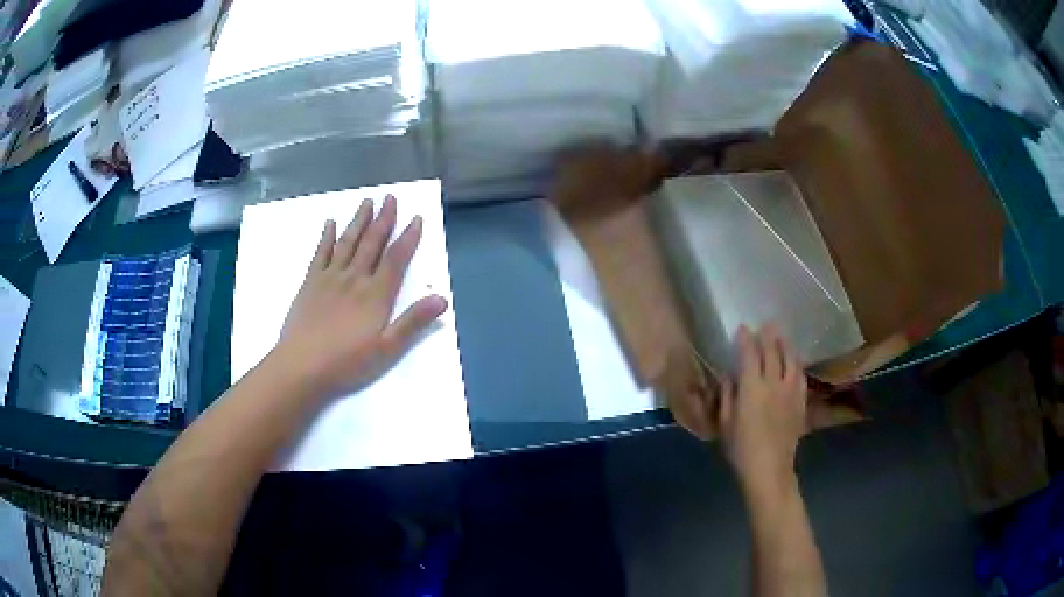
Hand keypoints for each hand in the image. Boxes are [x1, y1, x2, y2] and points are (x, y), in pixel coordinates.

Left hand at [269, 194, 447, 398]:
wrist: (301, 367)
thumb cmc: (346, 363)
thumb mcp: (386, 349)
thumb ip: (412, 322)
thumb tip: (442, 298)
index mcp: (375, 295)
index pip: (396, 259)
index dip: (408, 238)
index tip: (416, 218)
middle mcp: (354, 279)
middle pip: (371, 243)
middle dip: (383, 219)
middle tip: (390, 197)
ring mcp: (329, 278)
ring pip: (347, 242)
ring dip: (358, 221)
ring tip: (367, 202)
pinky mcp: (310, 283)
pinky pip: (320, 253)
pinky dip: (326, 237)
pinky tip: (330, 223)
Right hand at [719, 325, 806, 495]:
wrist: (769, 468)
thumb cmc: (741, 448)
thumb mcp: (725, 423)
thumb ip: (727, 396)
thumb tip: (729, 376)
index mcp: (751, 388)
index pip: (749, 355)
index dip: (746, 339)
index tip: (742, 329)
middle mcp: (773, 383)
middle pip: (772, 352)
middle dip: (768, 336)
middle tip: (765, 324)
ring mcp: (790, 391)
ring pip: (790, 360)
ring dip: (785, 345)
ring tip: (781, 336)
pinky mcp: (800, 402)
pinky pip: (800, 376)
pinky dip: (796, 364)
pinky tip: (794, 362)